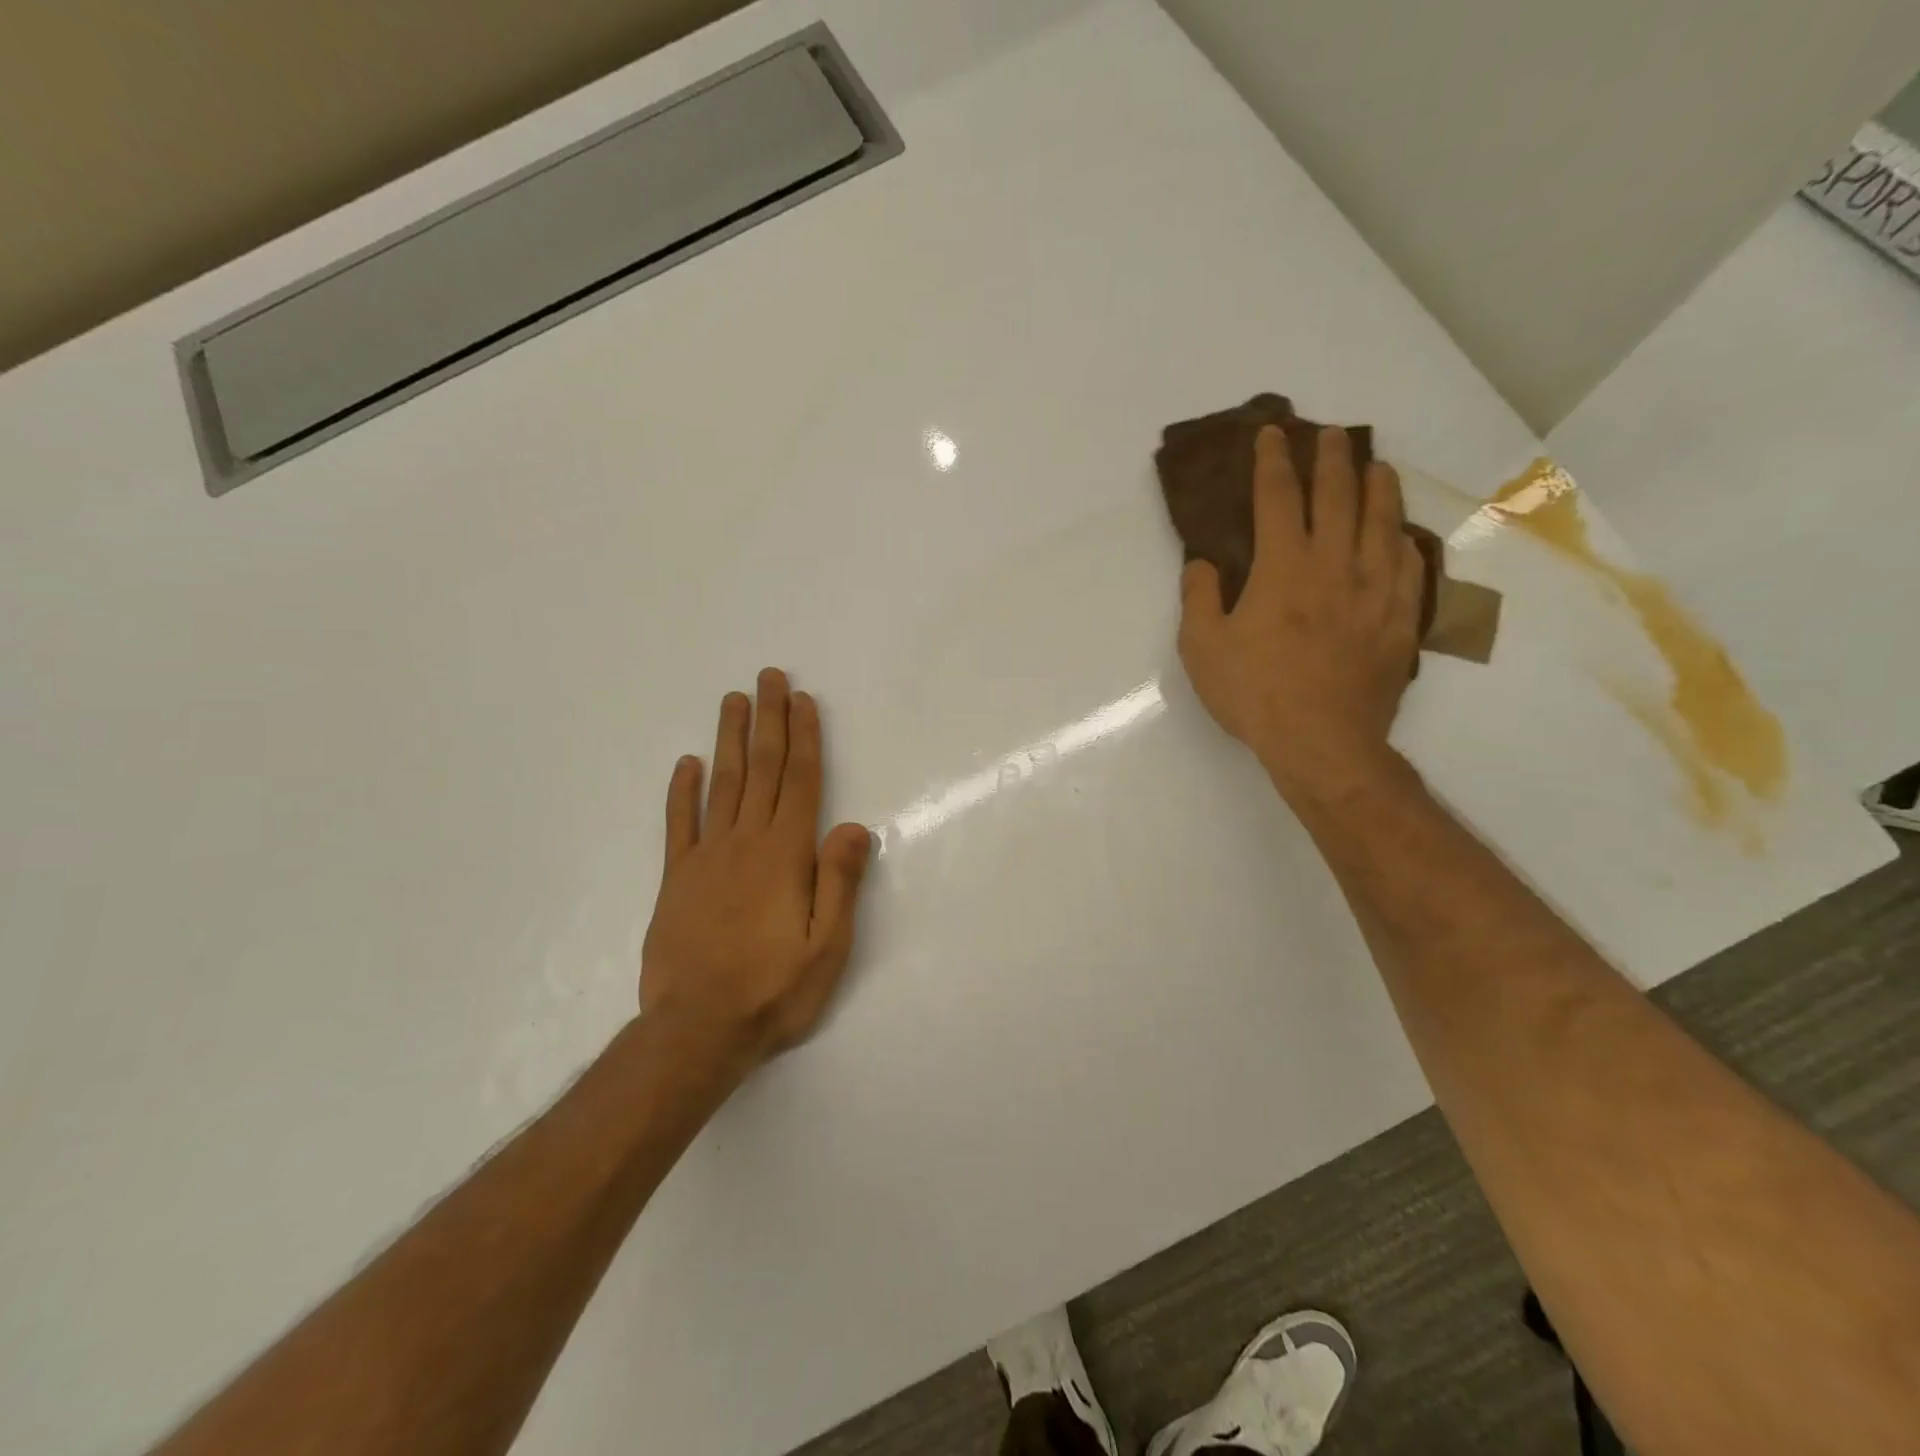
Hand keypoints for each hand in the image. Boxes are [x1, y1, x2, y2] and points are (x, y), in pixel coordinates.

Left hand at [639, 669, 872, 1080]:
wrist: (696, 1031)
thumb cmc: (772, 991)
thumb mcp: (827, 947)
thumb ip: (839, 882)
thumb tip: (856, 826)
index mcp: (785, 856)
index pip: (801, 782)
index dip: (805, 738)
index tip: (803, 700)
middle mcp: (745, 844)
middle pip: (761, 769)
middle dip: (768, 720)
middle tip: (769, 677)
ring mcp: (705, 858)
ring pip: (721, 785)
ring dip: (729, 739)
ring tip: (733, 700)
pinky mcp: (675, 879)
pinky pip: (679, 824)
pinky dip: (682, 791)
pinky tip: (686, 763)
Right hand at [1177, 424, 1426, 803]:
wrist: (1321, 741)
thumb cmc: (1254, 693)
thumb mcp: (1202, 648)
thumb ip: (1198, 598)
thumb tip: (1203, 562)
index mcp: (1283, 568)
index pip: (1278, 498)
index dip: (1273, 462)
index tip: (1272, 434)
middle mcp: (1334, 565)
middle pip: (1339, 497)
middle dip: (1331, 459)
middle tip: (1330, 434)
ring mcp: (1374, 591)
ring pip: (1383, 523)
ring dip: (1379, 488)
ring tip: (1377, 466)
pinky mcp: (1399, 620)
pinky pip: (1408, 567)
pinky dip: (1403, 542)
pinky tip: (1400, 536)